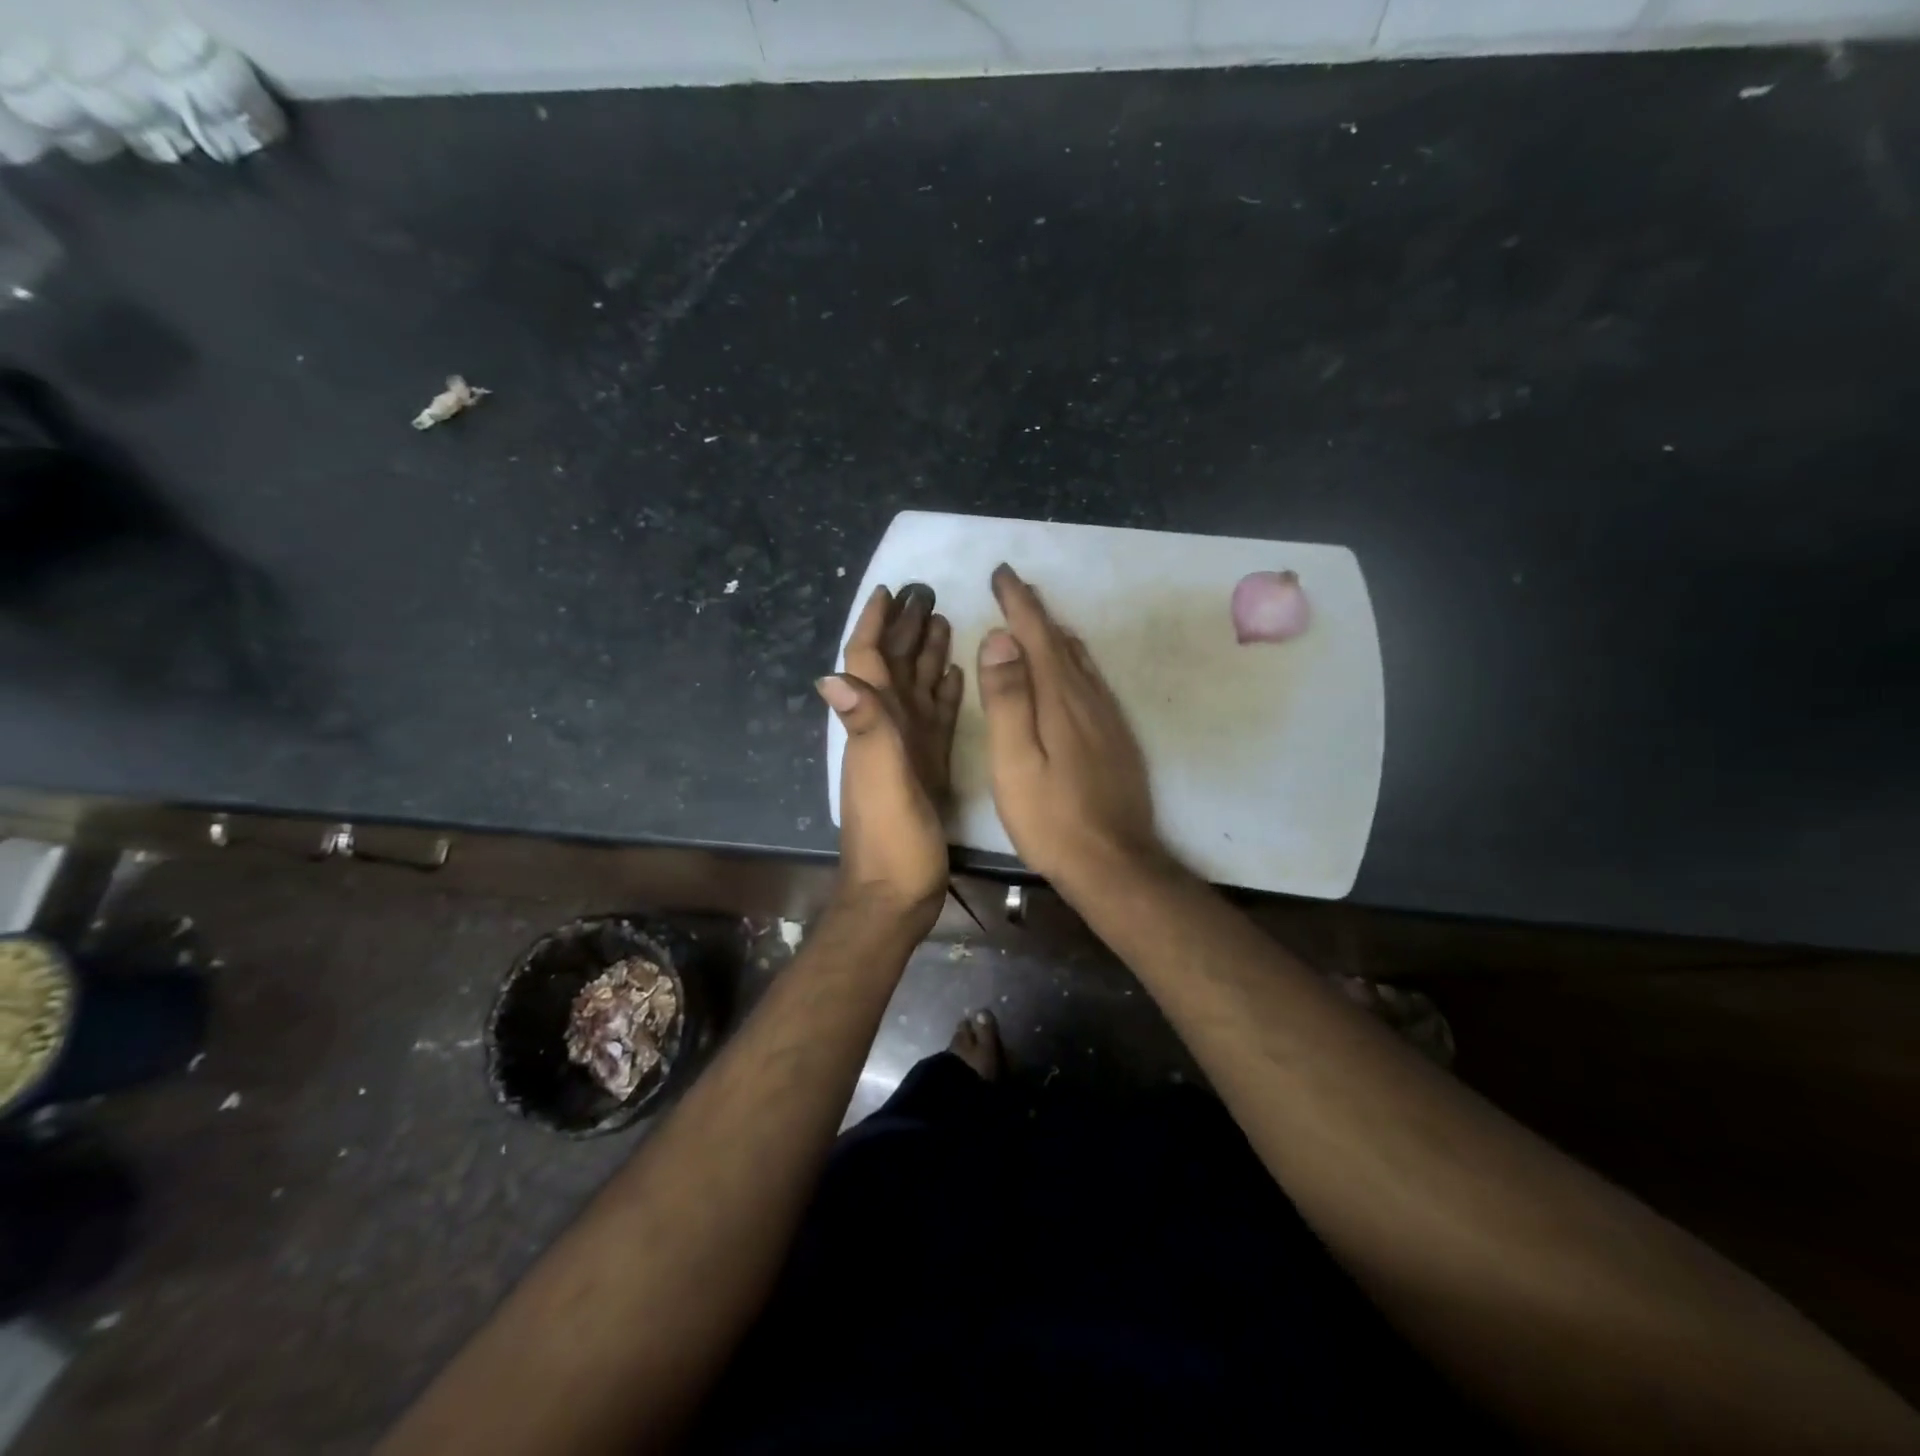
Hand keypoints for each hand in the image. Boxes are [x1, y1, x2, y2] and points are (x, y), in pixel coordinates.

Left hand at [818, 583, 963, 931]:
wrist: (896, 894)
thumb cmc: (890, 840)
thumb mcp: (881, 781)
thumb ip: (866, 729)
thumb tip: (833, 675)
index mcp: (874, 725)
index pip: (868, 660)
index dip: (874, 624)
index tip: (889, 590)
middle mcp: (887, 729)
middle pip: (894, 667)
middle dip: (906, 628)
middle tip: (928, 592)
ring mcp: (908, 749)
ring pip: (916, 688)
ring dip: (926, 653)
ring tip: (945, 620)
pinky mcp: (928, 767)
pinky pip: (935, 718)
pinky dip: (942, 692)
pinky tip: (954, 674)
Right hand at [975, 564, 1164, 894]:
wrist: (1114, 863)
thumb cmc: (1052, 818)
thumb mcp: (1015, 762)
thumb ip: (1008, 699)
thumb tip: (1000, 638)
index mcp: (1059, 698)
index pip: (1037, 635)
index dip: (1018, 603)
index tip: (1002, 573)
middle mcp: (1088, 698)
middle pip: (1060, 642)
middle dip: (1036, 612)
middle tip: (1014, 589)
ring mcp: (1107, 717)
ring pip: (1080, 660)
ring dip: (1055, 634)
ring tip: (1037, 620)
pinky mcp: (1117, 737)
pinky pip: (1091, 681)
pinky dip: (1073, 661)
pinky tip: (1069, 670)